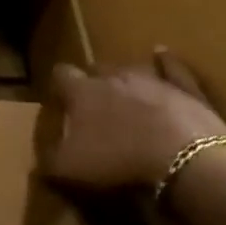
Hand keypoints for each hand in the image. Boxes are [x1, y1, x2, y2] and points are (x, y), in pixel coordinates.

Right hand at [44, 49, 225, 191]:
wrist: (187, 162)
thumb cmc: (119, 161)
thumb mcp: (70, 170)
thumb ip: (48, 162)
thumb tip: (38, 162)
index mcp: (82, 91)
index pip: (60, 74)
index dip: (58, 86)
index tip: (58, 101)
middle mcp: (113, 77)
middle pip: (97, 69)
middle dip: (92, 81)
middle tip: (93, 104)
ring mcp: (153, 80)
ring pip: (132, 68)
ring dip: (126, 78)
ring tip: (124, 91)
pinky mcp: (186, 91)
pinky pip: (174, 68)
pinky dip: (166, 62)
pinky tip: (162, 54)